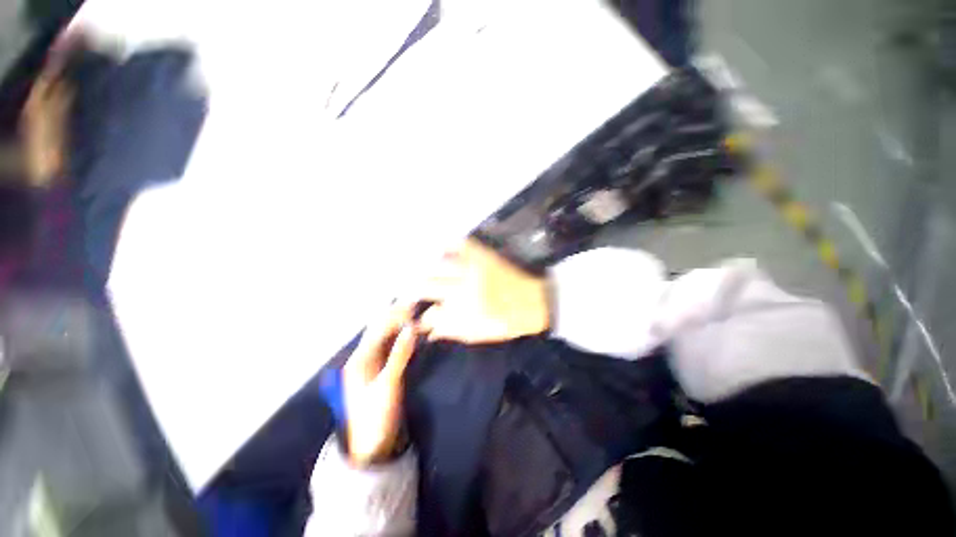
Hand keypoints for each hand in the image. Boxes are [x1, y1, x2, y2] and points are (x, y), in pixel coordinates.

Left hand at [343, 302, 418, 465]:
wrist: (373, 445)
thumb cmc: (376, 417)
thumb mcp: (388, 386)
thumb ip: (399, 356)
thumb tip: (412, 329)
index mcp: (359, 360)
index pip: (377, 330)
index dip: (394, 315)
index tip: (412, 304)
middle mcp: (365, 357)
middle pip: (382, 330)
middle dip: (398, 315)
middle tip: (417, 302)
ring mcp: (374, 363)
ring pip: (390, 337)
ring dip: (403, 324)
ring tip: (420, 311)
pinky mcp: (384, 368)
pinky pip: (395, 347)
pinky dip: (406, 337)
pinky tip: (419, 331)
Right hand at [420, 238, 550, 343]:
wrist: (534, 302)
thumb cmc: (506, 322)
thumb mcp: (479, 334)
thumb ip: (451, 331)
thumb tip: (429, 330)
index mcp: (463, 310)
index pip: (430, 313)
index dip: (421, 316)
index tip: (418, 316)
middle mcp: (464, 287)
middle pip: (427, 285)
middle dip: (414, 290)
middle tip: (413, 292)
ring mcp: (473, 268)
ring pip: (437, 266)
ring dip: (425, 271)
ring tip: (422, 274)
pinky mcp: (483, 255)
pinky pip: (460, 245)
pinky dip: (446, 247)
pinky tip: (440, 251)